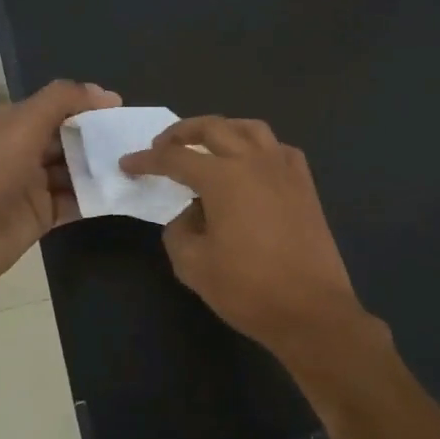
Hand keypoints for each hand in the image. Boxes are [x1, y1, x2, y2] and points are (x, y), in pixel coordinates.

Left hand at [0, 80, 121, 292]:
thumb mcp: (24, 124)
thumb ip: (62, 100)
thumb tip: (105, 93)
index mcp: (14, 123)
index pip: (58, 106)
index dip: (89, 105)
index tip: (123, 111)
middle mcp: (24, 149)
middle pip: (70, 137)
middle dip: (100, 137)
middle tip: (136, 140)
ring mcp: (34, 183)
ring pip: (77, 169)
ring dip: (102, 167)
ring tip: (138, 165)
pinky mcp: (43, 213)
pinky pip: (77, 200)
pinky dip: (98, 196)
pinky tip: (124, 192)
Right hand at [119, 116, 377, 371]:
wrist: (311, 310)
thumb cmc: (248, 289)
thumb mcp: (193, 266)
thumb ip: (179, 231)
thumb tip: (190, 215)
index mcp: (223, 177)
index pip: (175, 158)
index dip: (147, 160)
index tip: (128, 164)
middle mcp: (254, 161)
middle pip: (213, 128)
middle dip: (181, 132)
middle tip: (162, 147)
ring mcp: (284, 169)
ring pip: (249, 128)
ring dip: (222, 130)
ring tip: (206, 145)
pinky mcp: (304, 184)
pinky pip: (278, 149)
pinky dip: (258, 147)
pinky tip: (251, 164)